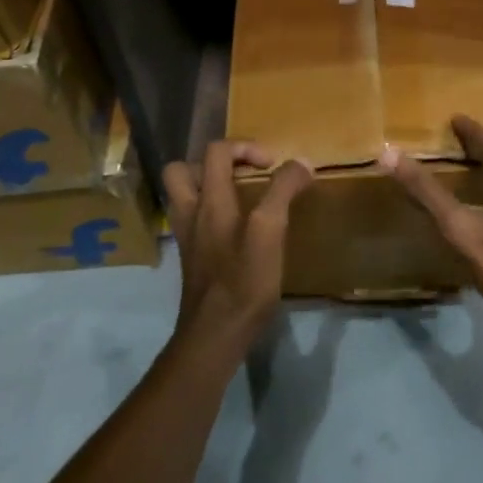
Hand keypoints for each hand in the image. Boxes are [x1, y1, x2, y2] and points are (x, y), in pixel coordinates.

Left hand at [162, 142, 312, 347]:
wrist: (215, 335)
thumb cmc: (243, 281)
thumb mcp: (270, 231)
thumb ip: (282, 192)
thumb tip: (300, 162)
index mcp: (209, 201)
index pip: (217, 151)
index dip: (246, 147)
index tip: (272, 166)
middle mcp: (191, 213)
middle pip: (182, 170)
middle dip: (213, 164)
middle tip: (241, 175)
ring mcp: (187, 237)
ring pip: (184, 196)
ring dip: (207, 186)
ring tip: (238, 196)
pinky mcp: (192, 259)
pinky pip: (193, 221)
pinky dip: (210, 213)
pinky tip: (235, 229)